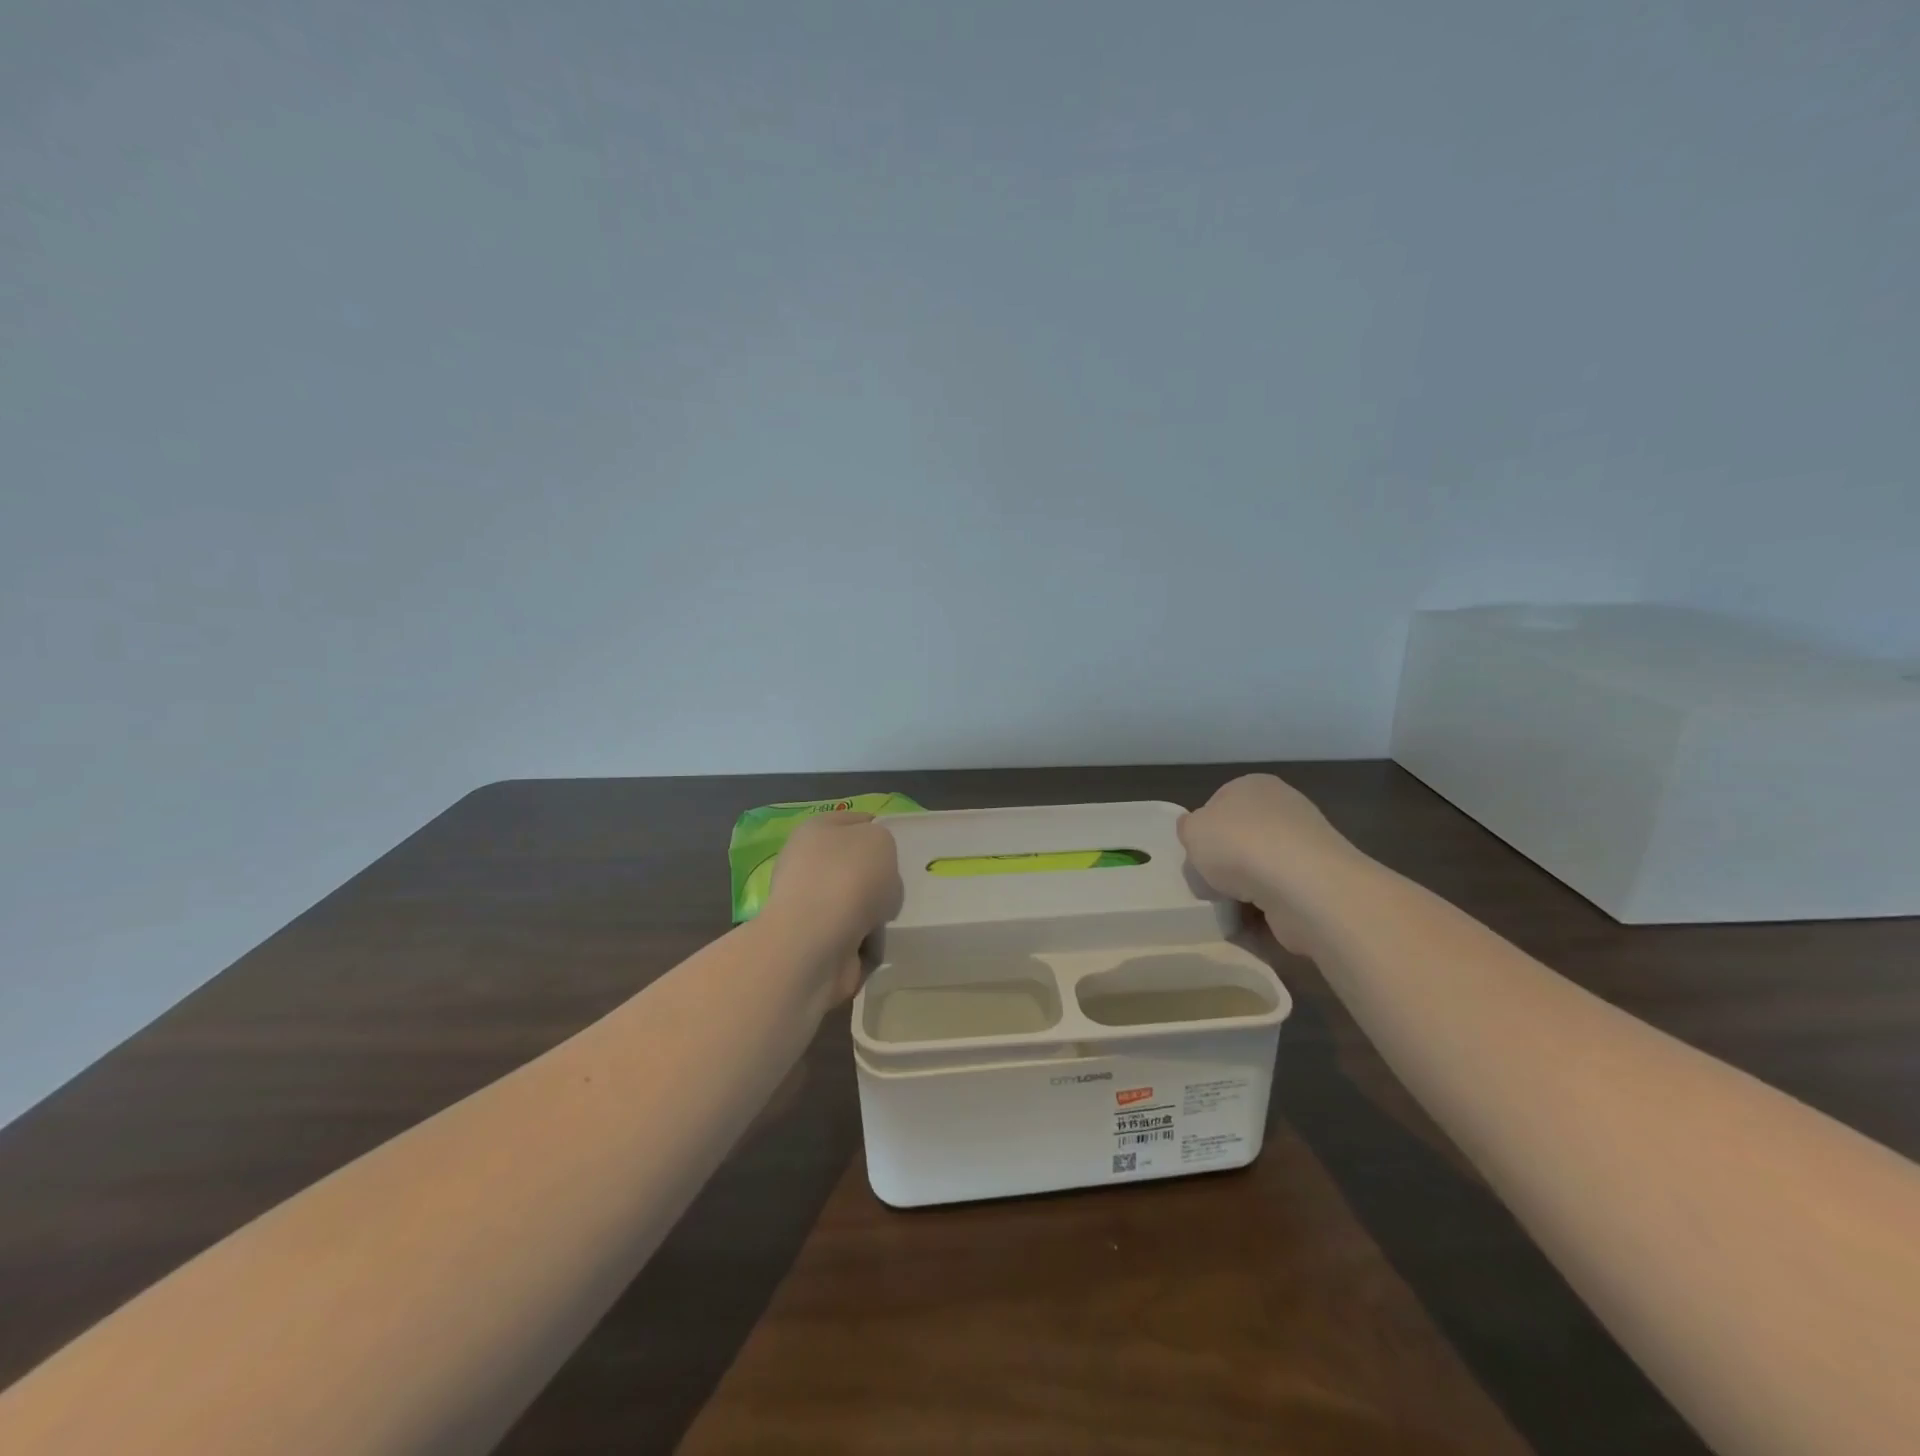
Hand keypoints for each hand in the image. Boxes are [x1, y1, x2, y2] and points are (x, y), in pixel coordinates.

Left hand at [763, 812, 902, 1001]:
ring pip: (856, 905)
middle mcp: (806, 865)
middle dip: (879, 881)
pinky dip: (866, 943)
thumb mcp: (881, 840)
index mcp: (816, 831)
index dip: (877, 831)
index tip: (897, 850)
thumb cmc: (849, 877)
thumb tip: (873, 873)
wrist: (817, 941)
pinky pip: (853, 938)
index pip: (853, 822)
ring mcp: (807, 906)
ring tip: (883, 922)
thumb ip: (882, 845)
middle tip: (893, 889)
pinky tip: (871, 945)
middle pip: (855, 868)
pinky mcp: (812, 943)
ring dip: (874, 916)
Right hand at [1178, 775, 1362, 953]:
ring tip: (1228, 910)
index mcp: (1254, 786)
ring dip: (1243, 893)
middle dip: (1225, 865)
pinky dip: (1264, 914)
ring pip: (1260, 872)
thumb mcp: (1192, 830)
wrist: (1303, 887)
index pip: (1219, 805)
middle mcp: (1285, 810)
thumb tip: (1200, 834)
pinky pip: (1280, 900)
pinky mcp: (1319, 885)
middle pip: (1241, 840)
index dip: (1203, 832)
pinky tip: (1252, 924)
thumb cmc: (1238, 846)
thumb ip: (1189, 829)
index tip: (1196, 856)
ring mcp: (1307, 848)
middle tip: (1209, 885)